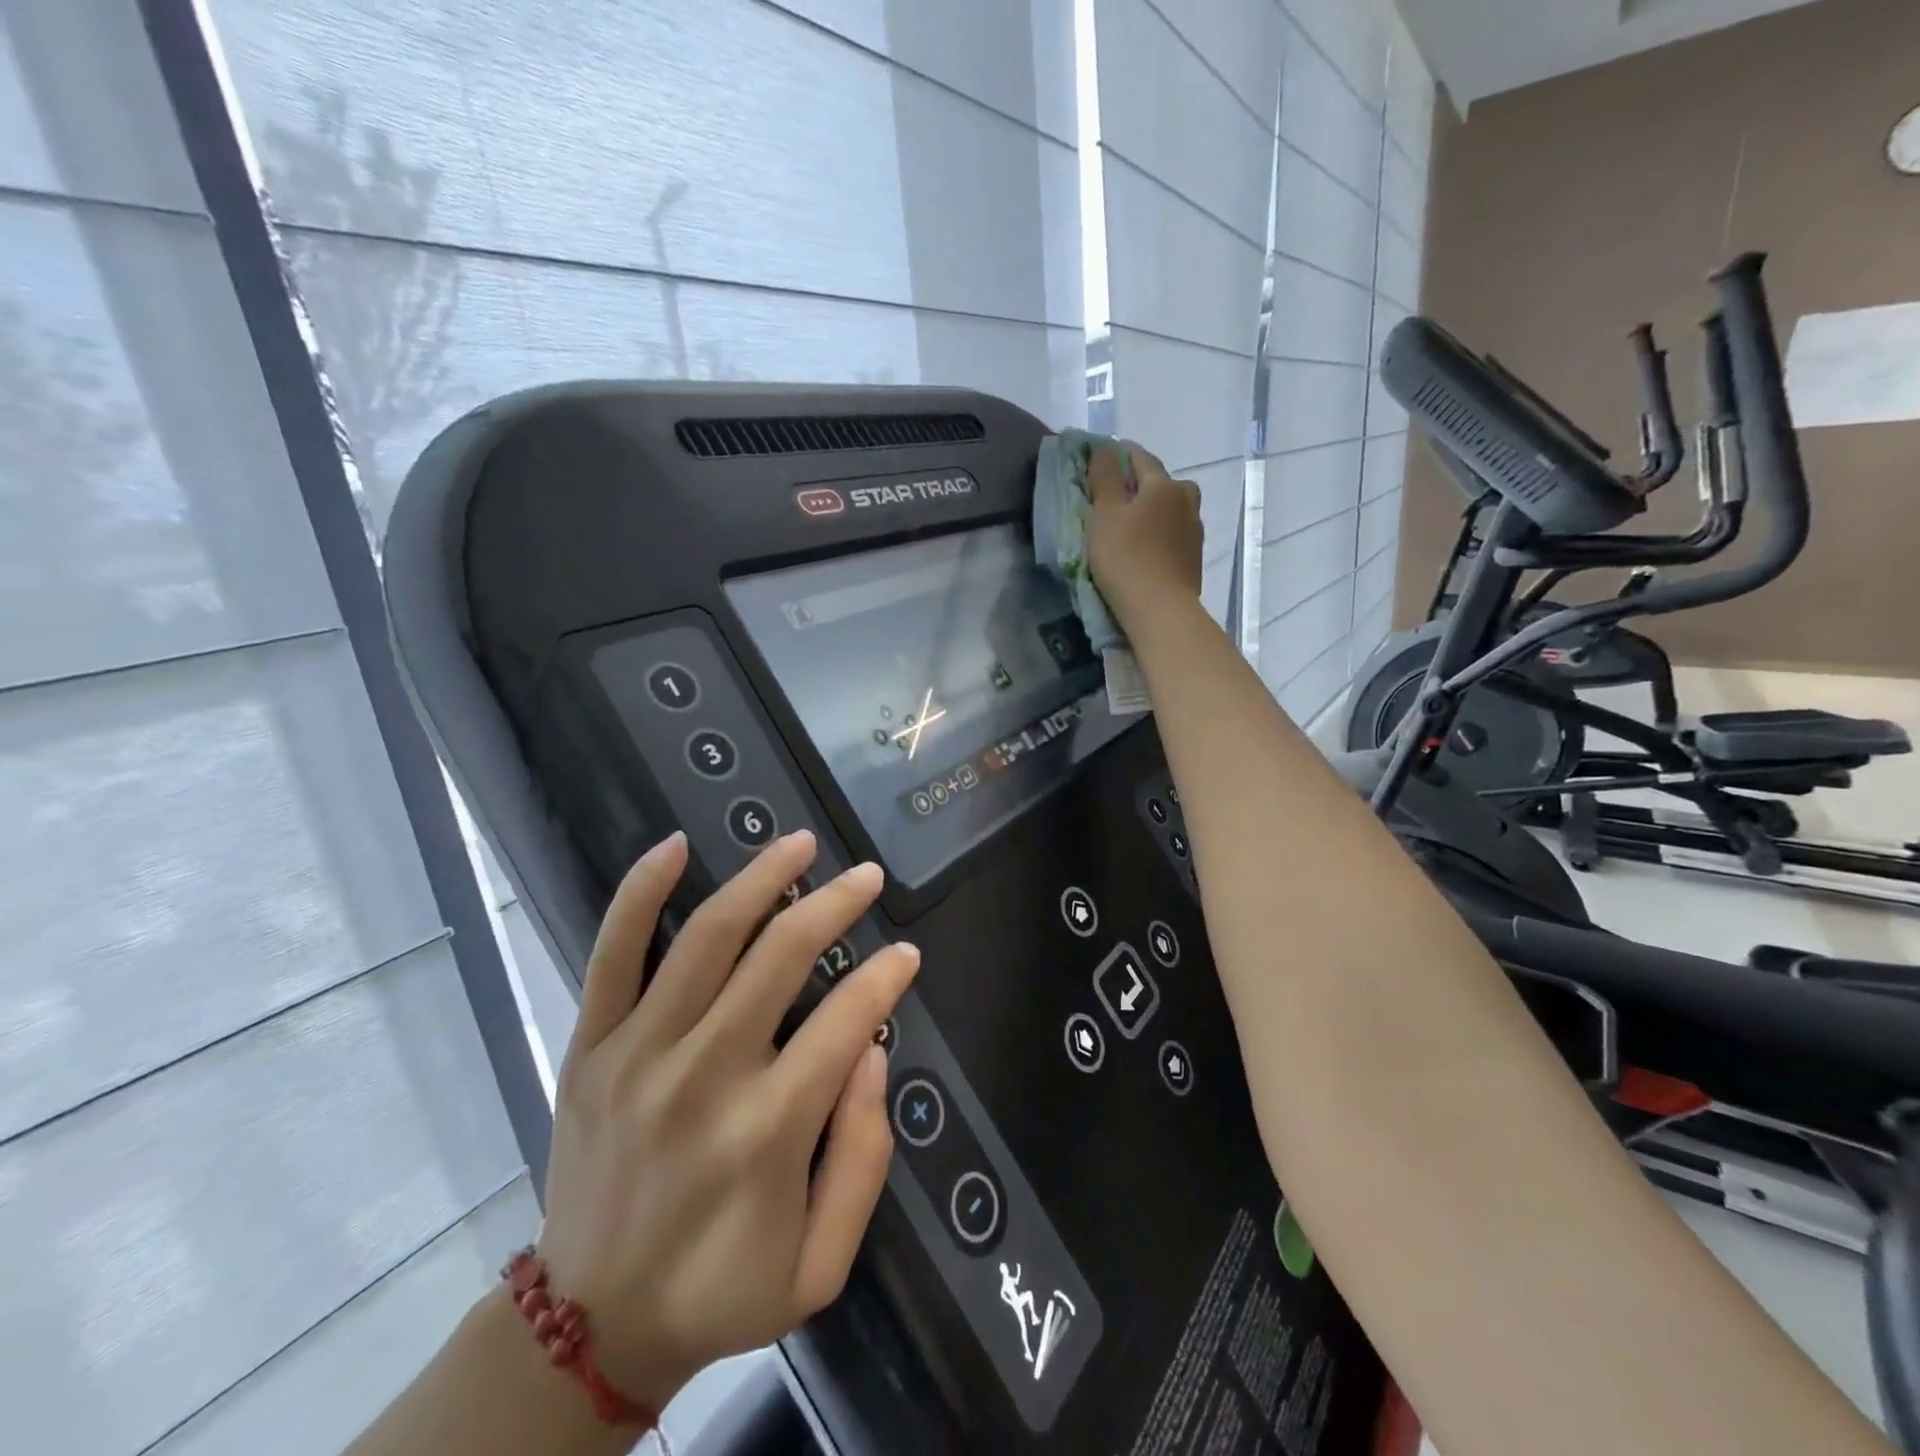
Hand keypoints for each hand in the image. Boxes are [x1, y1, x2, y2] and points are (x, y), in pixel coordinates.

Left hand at [534, 830, 918, 1413]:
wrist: (590, 1324)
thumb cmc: (720, 1290)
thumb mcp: (821, 1264)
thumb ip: (864, 1156)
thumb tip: (872, 1052)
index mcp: (767, 1130)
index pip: (844, 1020)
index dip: (884, 976)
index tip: (906, 953)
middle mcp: (705, 1075)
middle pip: (780, 956)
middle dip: (835, 904)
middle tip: (867, 875)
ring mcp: (640, 1052)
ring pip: (707, 936)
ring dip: (761, 878)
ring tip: (800, 843)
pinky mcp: (592, 1045)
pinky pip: (611, 952)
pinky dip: (640, 892)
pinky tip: (674, 846)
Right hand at [1084, 443, 1204, 626]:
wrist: (1161, 611)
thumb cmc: (1126, 558)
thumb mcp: (1104, 514)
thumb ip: (1104, 477)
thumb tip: (1106, 449)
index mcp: (1165, 485)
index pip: (1139, 458)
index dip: (1117, 457)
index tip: (1098, 464)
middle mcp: (1187, 501)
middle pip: (1159, 484)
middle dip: (1137, 486)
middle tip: (1113, 499)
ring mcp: (1194, 532)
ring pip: (1169, 510)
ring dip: (1150, 512)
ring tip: (1128, 527)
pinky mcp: (1193, 559)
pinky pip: (1172, 536)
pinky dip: (1158, 535)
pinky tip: (1144, 550)